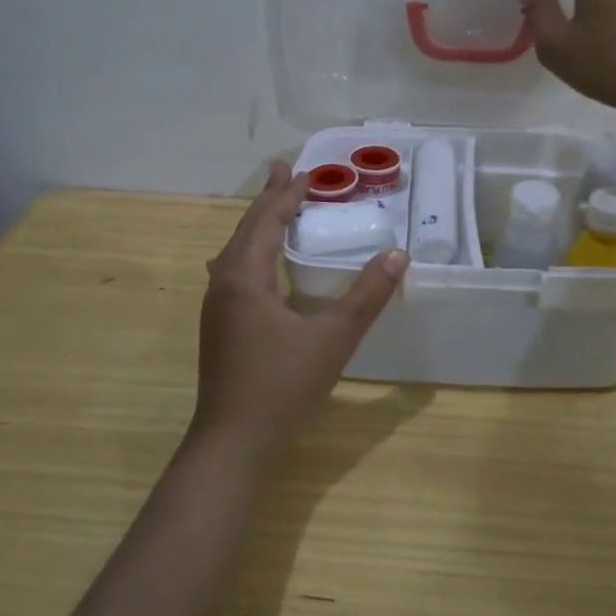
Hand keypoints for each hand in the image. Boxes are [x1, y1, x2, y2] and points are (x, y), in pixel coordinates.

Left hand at [194, 161, 408, 460]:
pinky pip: (234, 271)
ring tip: (276, 207)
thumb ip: (367, 296)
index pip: (267, 221)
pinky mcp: (219, 327)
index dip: (288, 195)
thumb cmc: (282, 387)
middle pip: (246, 230)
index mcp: (245, 278)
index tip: (309, 171)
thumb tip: (398, 255)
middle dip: (269, 200)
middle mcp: (224, 284)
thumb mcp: (333, 339)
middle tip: (287, 172)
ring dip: (258, 225)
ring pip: (236, 251)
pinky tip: (261, 264)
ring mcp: (217, 307)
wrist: (233, 444)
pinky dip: (253, 251)